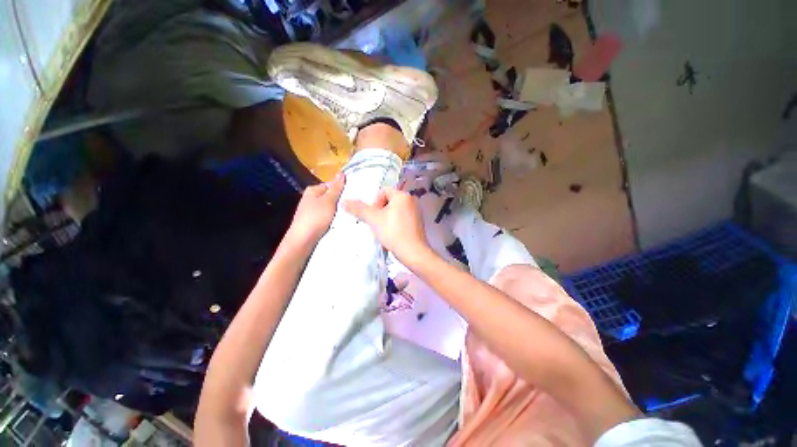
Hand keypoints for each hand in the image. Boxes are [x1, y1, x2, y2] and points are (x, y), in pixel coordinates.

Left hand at [286, 173, 344, 244]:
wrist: (303, 239)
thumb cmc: (316, 217)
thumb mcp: (329, 200)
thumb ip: (336, 188)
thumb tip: (341, 173)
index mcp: (312, 190)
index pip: (330, 185)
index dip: (340, 190)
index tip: (350, 196)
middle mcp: (310, 198)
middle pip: (329, 196)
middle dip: (339, 201)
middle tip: (350, 205)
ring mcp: (310, 210)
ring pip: (328, 207)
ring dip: (336, 210)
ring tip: (346, 214)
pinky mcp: (312, 221)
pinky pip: (325, 216)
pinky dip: (331, 218)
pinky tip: (337, 222)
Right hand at [344, 188, 429, 263]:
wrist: (413, 252)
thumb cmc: (393, 232)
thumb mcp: (373, 219)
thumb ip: (358, 209)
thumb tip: (344, 201)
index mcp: (403, 195)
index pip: (383, 191)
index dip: (375, 202)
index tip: (374, 216)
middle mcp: (411, 200)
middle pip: (389, 201)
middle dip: (380, 211)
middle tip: (377, 223)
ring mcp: (416, 212)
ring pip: (394, 210)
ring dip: (386, 218)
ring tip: (384, 230)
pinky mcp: (417, 222)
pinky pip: (402, 218)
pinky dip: (395, 223)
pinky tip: (392, 234)